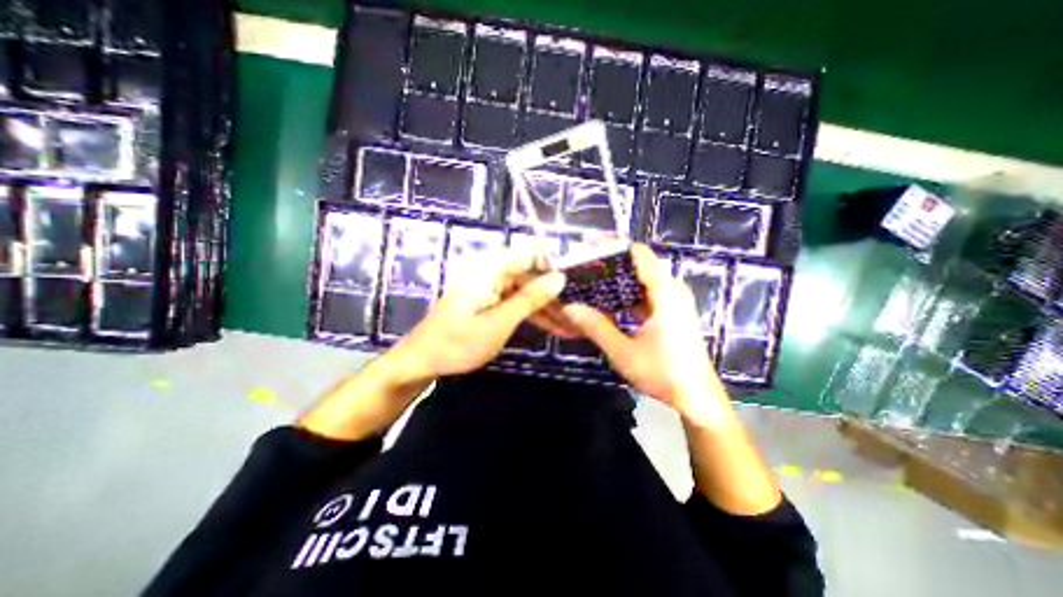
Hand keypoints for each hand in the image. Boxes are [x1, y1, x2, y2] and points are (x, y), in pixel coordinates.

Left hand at [388, 248, 569, 382]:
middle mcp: (492, 270)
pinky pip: (517, 301)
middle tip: (580, 314)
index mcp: (490, 267)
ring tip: (573, 326)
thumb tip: (560, 277)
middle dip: (556, 294)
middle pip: (532, 274)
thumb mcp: (499, 322)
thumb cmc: (458, 343)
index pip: (531, 252)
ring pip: (528, 290)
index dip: (555, 265)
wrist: (423, 360)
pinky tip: (554, 327)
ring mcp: (491, 286)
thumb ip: (530, 298)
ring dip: (548, 308)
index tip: (576, 284)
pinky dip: (533, 314)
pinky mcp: (491, 299)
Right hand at [560, 242, 726, 415]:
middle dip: (610, 264)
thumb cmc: (663, 374)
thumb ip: (596, 327)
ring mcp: (672, 300)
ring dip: (616, 279)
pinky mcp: (670, 311)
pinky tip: (606, 301)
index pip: (639, 254)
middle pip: (638, 264)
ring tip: (589, 281)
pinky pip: (644, 293)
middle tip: (582, 268)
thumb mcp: (623, 352)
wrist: (696, 397)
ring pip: (640, 279)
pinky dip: (625, 294)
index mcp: (665, 293)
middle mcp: (671, 290)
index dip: (613, 247)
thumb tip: (569, 307)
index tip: (588, 248)